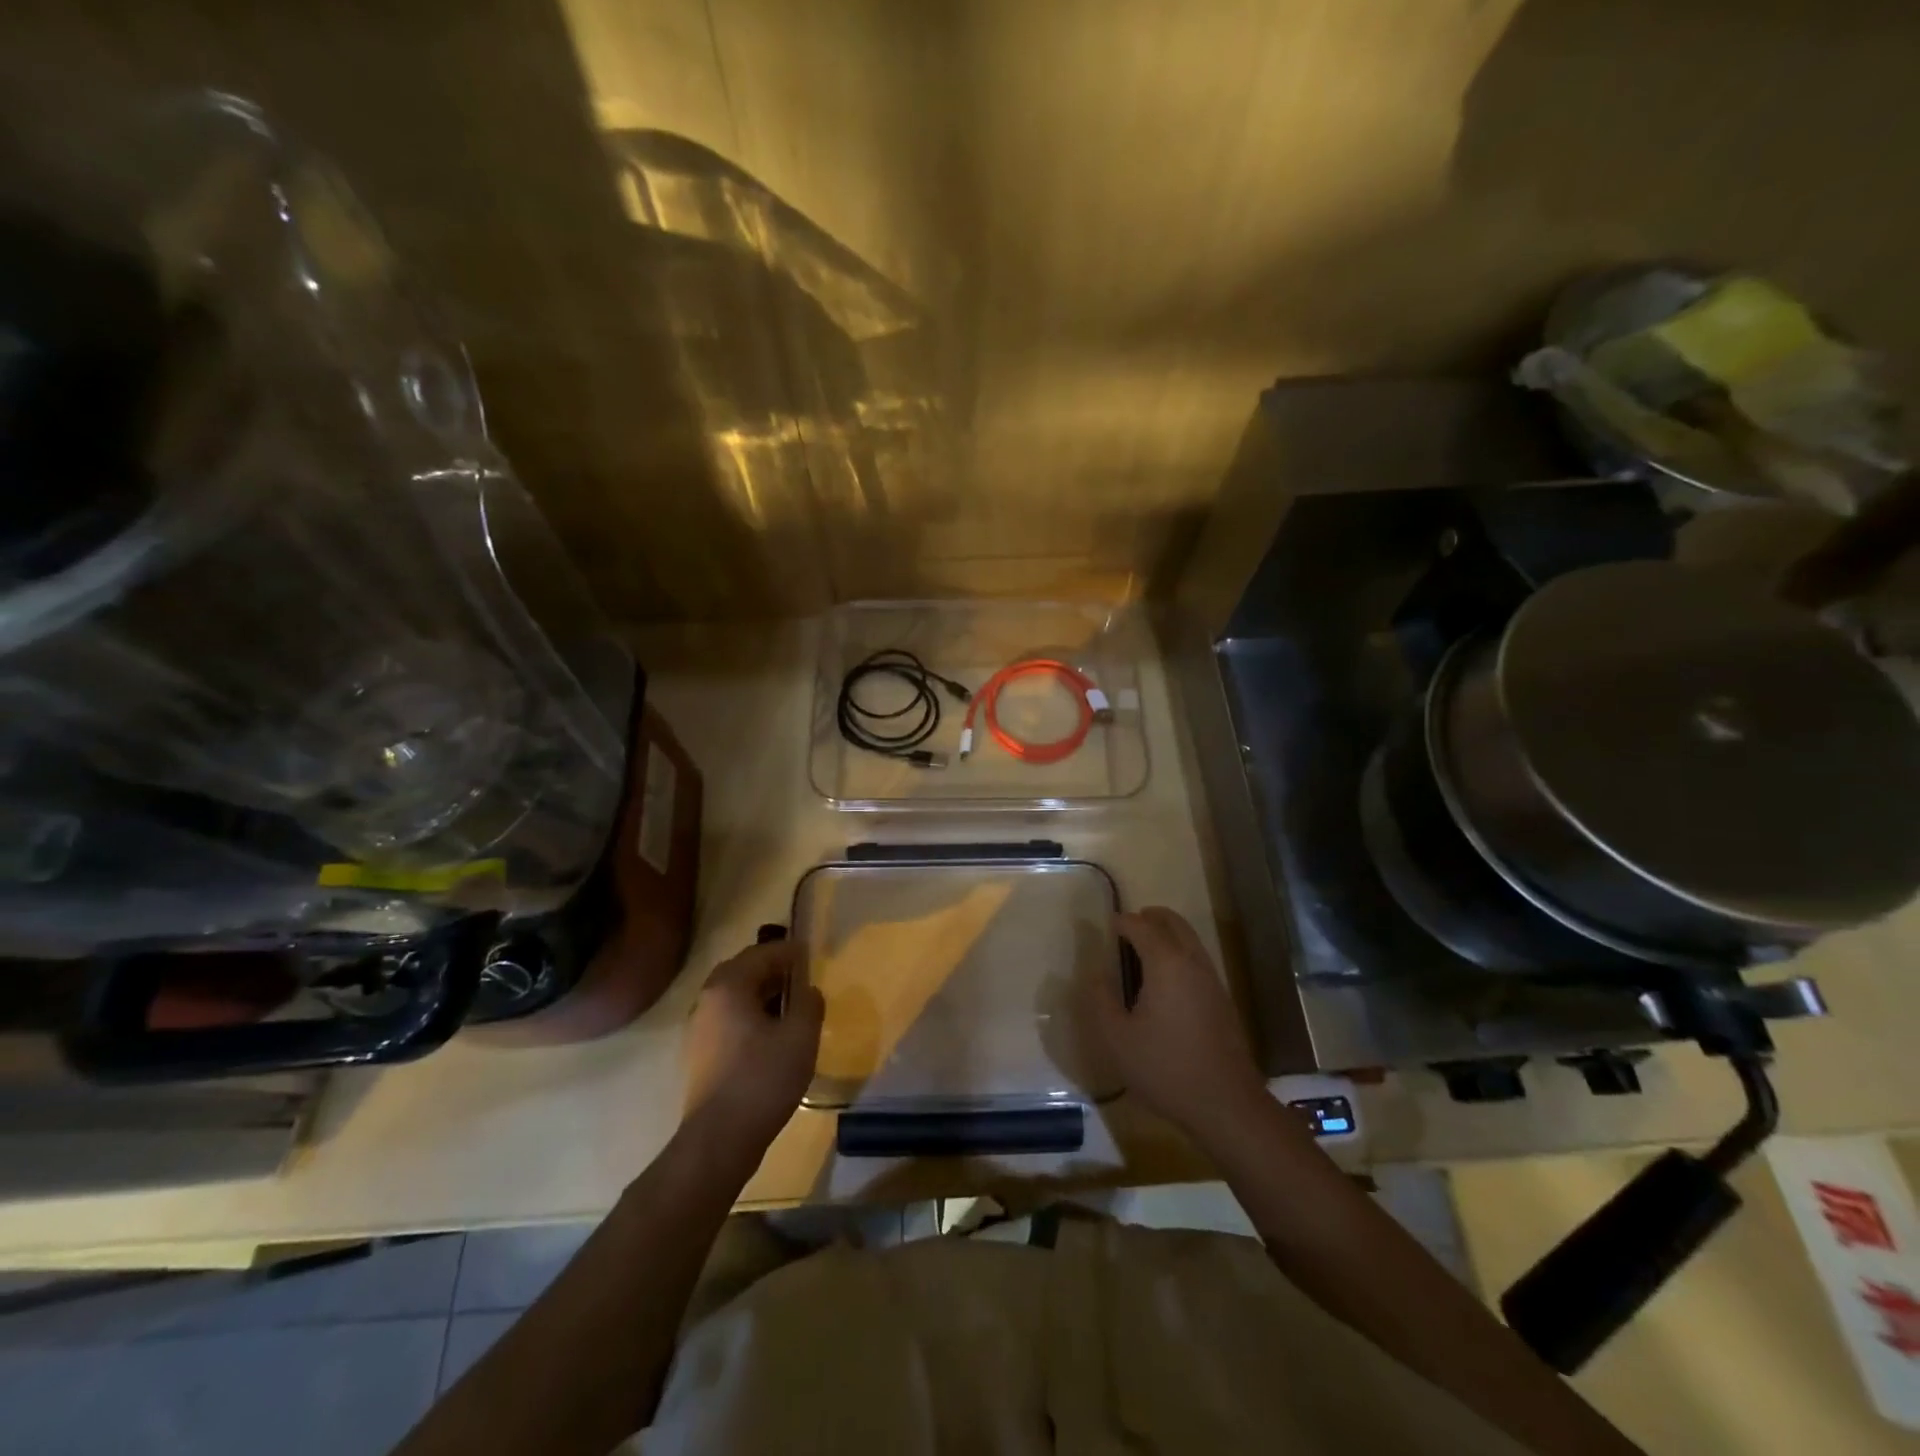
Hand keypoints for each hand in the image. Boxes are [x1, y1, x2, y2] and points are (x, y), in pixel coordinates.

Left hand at [682, 940, 823, 1159]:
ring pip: (734, 997)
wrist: (720, 1139)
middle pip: (743, 971)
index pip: (761, 953)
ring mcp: (699, 1028)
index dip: (789, 952)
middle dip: (772, 970)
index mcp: (729, 986)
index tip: (811, 956)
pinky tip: (772, 1035)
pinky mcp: (700, 1054)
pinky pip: (729, 1020)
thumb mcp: (801, 1035)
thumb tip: (808, 990)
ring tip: (791, 1006)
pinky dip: (750, 1016)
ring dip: (761, 994)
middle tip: (800, 978)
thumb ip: (809, 1003)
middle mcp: (707, 999)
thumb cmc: (763, 1078)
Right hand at [1090, 907, 1267, 1139]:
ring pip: (1189, 938)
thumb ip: (1101, 999)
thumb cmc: (1165, 1068)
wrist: (1225, 1104)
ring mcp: (1212, 979)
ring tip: (1141, 951)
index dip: (1121, 922)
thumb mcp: (1117, 1038)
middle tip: (1127, 927)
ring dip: (1166, 934)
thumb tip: (1095, 972)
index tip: (1106, 925)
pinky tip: (1164, 981)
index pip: (1141, 926)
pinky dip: (1179, 952)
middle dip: (1149, 917)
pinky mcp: (1222, 999)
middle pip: (1173, 922)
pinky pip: (1197, 958)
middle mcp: (1192, 962)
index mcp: (1166, 963)